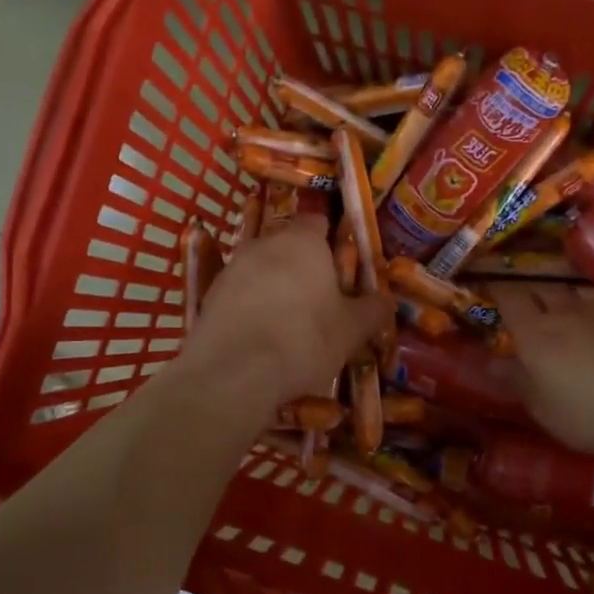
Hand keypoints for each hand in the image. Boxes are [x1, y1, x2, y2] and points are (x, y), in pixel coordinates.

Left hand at [183, 216, 389, 408]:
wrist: (234, 372)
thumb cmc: (304, 339)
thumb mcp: (352, 330)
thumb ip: (373, 309)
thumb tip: (385, 300)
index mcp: (303, 241)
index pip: (318, 221)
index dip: (331, 241)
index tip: (341, 267)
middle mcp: (264, 244)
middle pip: (288, 247)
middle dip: (302, 268)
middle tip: (320, 302)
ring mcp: (232, 269)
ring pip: (261, 271)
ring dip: (274, 289)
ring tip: (289, 327)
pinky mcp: (209, 297)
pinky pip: (239, 296)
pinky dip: (251, 310)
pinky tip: (261, 340)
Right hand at [487, 283, 593, 455]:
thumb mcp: (546, 410)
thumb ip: (518, 383)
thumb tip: (492, 363)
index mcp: (535, 333)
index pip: (510, 299)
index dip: (499, 293)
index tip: (492, 290)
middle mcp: (568, 311)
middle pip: (545, 289)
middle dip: (534, 294)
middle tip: (530, 303)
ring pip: (583, 291)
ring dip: (574, 298)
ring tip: (573, 309)